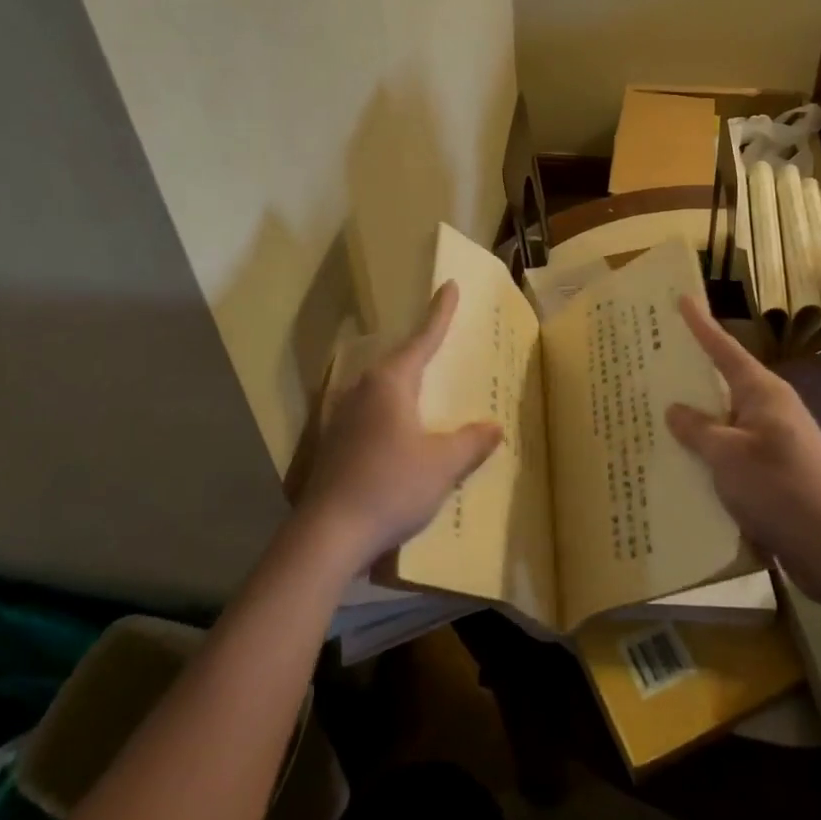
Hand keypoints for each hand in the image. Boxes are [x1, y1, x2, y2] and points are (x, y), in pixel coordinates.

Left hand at [298, 281, 503, 572]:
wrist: (328, 534)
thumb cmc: (390, 486)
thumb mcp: (442, 464)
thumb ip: (470, 442)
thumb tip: (493, 427)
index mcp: (390, 382)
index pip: (423, 339)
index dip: (440, 313)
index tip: (450, 285)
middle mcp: (363, 389)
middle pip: (400, 360)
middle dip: (422, 350)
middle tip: (444, 341)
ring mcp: (343, 415)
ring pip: (382, 388)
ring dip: (405, 383)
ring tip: (427, 387)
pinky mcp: (334, 441)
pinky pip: (371, 412)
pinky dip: (392, 412)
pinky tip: (401, 432)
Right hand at [667, 298, 820, 606]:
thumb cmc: (782, 489)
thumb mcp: (728, 456)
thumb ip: (697, 430)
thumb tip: (675, 409)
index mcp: (763, 393)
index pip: (724, 349)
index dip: (700, 324)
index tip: (681, 297)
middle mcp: (772, 410)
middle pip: (724, 383)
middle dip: (691, 375)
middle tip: (653, 361)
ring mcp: (777, 443)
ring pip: (727, 422)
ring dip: (698, 422)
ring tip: (656, 417)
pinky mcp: (778, 475)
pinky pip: (735, 454)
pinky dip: (711, 456)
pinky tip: (685, 468)